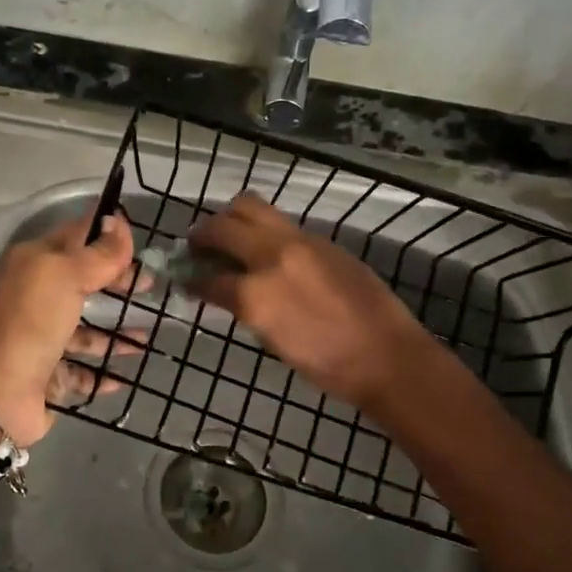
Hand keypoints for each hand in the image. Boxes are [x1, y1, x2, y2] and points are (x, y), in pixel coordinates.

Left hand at [0, 209, 141, 444]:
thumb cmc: (32, 322)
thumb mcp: (67, 275)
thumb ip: (98, 252)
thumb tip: (116, 220)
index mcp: (34, 264)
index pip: (77, 236)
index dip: (107, 234)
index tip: (142, 238)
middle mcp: (35, 297)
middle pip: (83, 282)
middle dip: (117, 282)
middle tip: (151, 286)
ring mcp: (41, 337)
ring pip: (85, 330)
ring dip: (115, 333)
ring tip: (147, 337)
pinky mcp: (48, 374)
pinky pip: (82, 370)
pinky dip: (104, 372)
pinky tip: (126, 375)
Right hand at [191, 193, 429, 409]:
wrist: (387, 356)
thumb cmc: (327, 365)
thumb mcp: (272, 339)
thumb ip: (244, 307)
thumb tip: (223, 289)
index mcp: (256, 294)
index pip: (208, 277)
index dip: (191, 278)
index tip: (185, 277)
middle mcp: (272, 256)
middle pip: (223, 225)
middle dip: (202, 234)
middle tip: (197, 246)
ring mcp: (299, 241)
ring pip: (251, 206)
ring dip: (231, 218)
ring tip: (229, 236)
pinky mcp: (321, 239)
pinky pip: (280, 222)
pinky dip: (262, 228)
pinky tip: (265, 248)